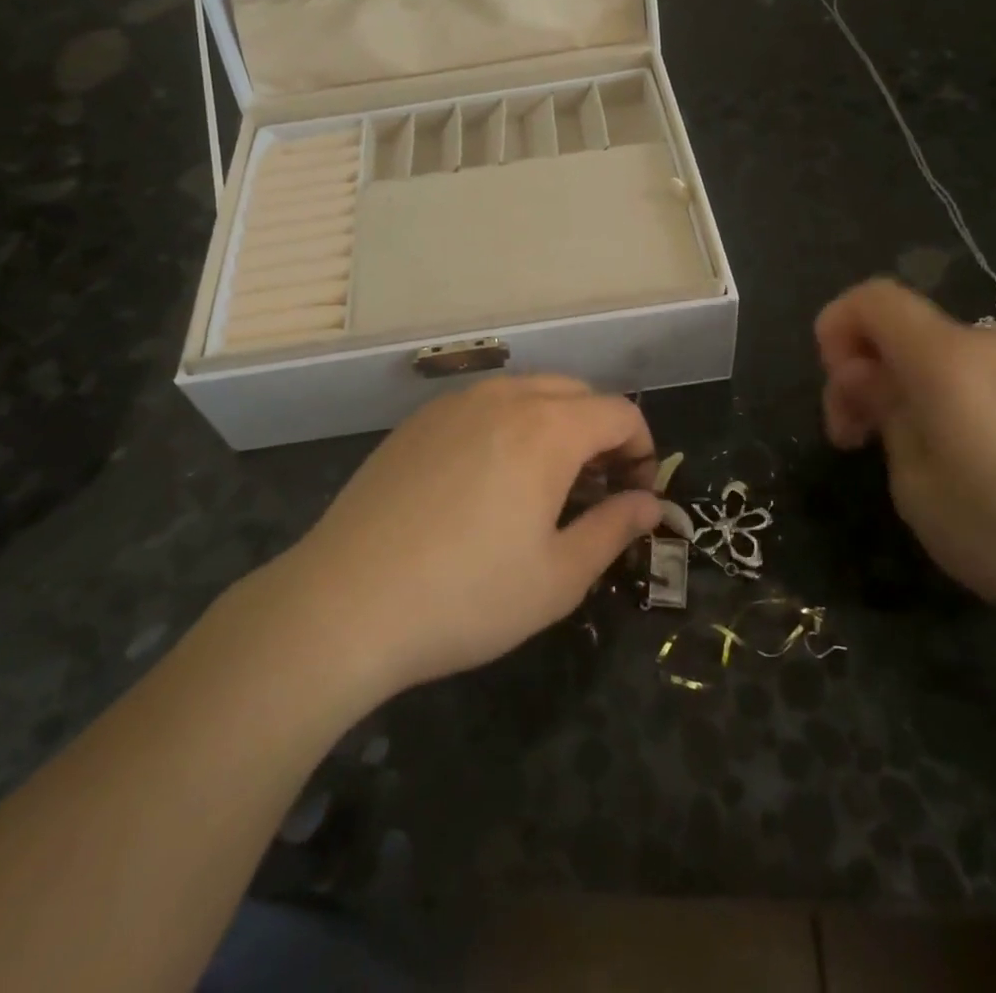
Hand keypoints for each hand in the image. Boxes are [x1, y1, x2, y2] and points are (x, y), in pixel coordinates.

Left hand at [283, 376, 661, 695]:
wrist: (344, 603)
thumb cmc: (466, 597)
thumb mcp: (558, 577)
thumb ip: (614, 530)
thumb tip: (651, 505)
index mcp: (547, 428)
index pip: (619, 412)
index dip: (642, 449)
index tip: (636, 495)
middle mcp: (503, 398)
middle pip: (576, 393)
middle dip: (601, 433)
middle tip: (596, 490)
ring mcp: (453, 404)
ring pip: (527, 393)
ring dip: (555, 425)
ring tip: (545, 484)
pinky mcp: (416, 421)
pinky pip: (482, 406)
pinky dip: (509, 426)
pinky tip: (488, 480)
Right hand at [816, 278, 995, 642]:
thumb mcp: (915, 482)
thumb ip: (882, 412)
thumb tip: (867, 377)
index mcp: (945, 358)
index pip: (871, 298)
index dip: (836, 328)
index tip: (838, 389)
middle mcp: (982, 344)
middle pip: (896, 326)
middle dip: (859, 371)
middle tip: (853, 439)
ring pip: (926, 351)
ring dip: (894, 388)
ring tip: (897, 454)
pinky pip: (962, 370)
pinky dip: (931, 395)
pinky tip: (943, 452)